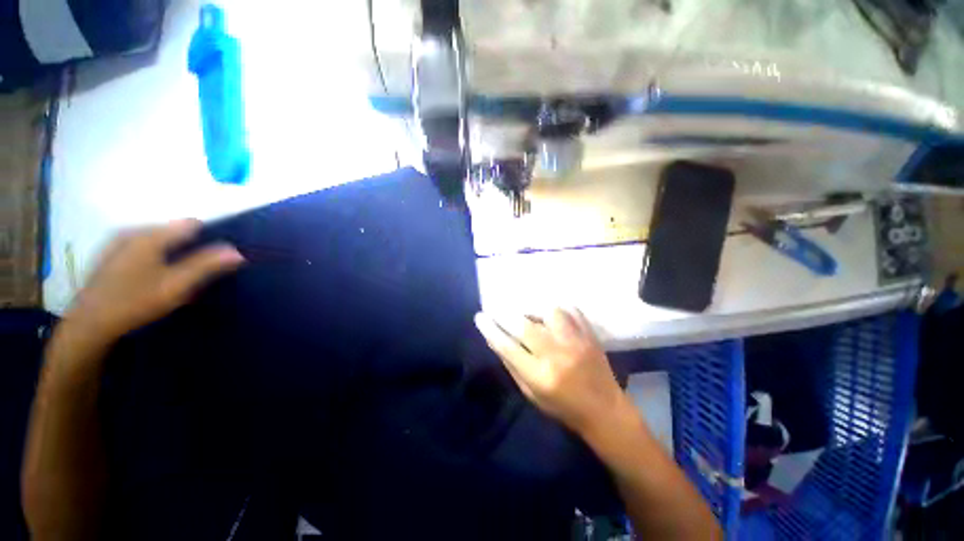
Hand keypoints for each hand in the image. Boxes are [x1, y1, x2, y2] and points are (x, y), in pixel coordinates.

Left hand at [64, 219, 243, 344]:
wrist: (88, 325)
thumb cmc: (134, 302)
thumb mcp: (176, 285)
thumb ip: (207, 266)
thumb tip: (237, 251)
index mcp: (150, 234)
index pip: (192, 224)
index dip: (211, 236)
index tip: (220, 255)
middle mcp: (133, 231)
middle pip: (174, 231)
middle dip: (192, 246)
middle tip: (200, 270)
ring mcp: (118, 242)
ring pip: (159, 240)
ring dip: (174, 252)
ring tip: (179, 276)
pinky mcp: (111, 255)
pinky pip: (144, 248)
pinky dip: (157, 257)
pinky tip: (155, 278)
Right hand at [474, 308, 626, 435]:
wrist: (605, 411)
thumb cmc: (563, 408)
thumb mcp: (531, 395)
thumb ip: (512, 366)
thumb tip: (496, 339)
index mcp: (540, 376)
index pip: (507, 346)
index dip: (490, 329)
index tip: (480, 317)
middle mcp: (557, 355)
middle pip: (525, 325)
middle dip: (505, 313)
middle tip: (497, 308)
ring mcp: (576, 342)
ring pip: (550, 311)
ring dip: (533, 308)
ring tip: (527, 311)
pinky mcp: (590, 335)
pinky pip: (571, 310)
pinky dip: (558, 307)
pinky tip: (550, 312)